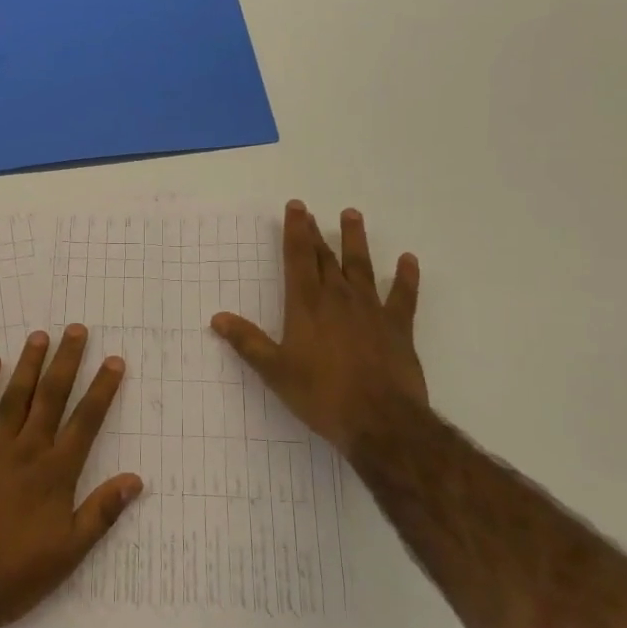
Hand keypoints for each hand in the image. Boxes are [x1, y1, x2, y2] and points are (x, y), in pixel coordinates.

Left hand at [0, 326, 141, 627]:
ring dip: (28, 365)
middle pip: (51, 398)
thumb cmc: (15, 574)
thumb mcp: (69, 552)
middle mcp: (27, 451)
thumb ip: (101, 512)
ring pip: (15, 397)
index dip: (101, 390)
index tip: (113, 361)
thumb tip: (135, 479)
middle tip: (76, 330)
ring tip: (39, 336)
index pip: (86, 422)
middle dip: (66, 362)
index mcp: (56, 474)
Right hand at [211, 201, 430, 467]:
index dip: (295, 231)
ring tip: (352, 215)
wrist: (380, 420)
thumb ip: (248, 342)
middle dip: (316, 234)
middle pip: (326, 258)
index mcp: (307, 305)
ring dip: (355, 240)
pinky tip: (408, 260)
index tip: (296, 207)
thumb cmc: (322, 395)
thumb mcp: (276, 371)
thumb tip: (218, 318)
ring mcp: (371, 310)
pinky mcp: (398, 327)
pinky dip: (406, 276)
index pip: (299, 258)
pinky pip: (403, 295)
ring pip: (362, 266)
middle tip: (311, 212)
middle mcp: (338, 298)